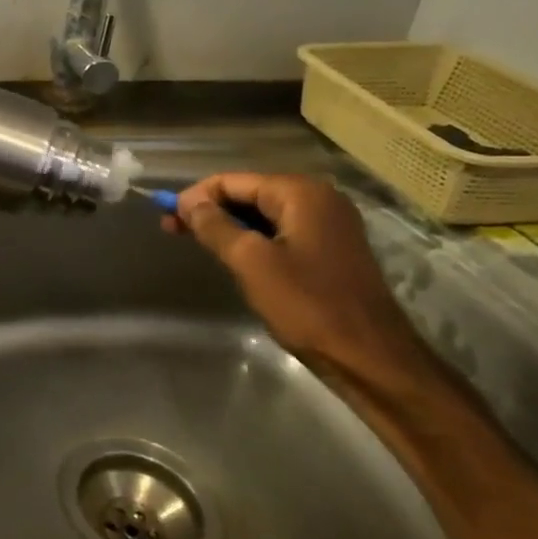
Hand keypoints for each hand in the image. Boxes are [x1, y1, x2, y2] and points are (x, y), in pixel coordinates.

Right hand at [166, 173, 432, 386]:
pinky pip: (280, 232)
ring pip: (263, 215)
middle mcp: (318, 200)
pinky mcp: (330, 250)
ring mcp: (329, 225)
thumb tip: (188, 203)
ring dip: (227, 225)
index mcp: (301, 194)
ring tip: (195, 242)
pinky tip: (231, 255)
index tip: (167, 218)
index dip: (196, 196)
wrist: (370, 357)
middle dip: (209, 209)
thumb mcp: (251, 262)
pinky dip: (251, 239)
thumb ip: (215, 226)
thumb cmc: (307, 305)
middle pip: (249, 194)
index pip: (233, 181)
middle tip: (172, 229)